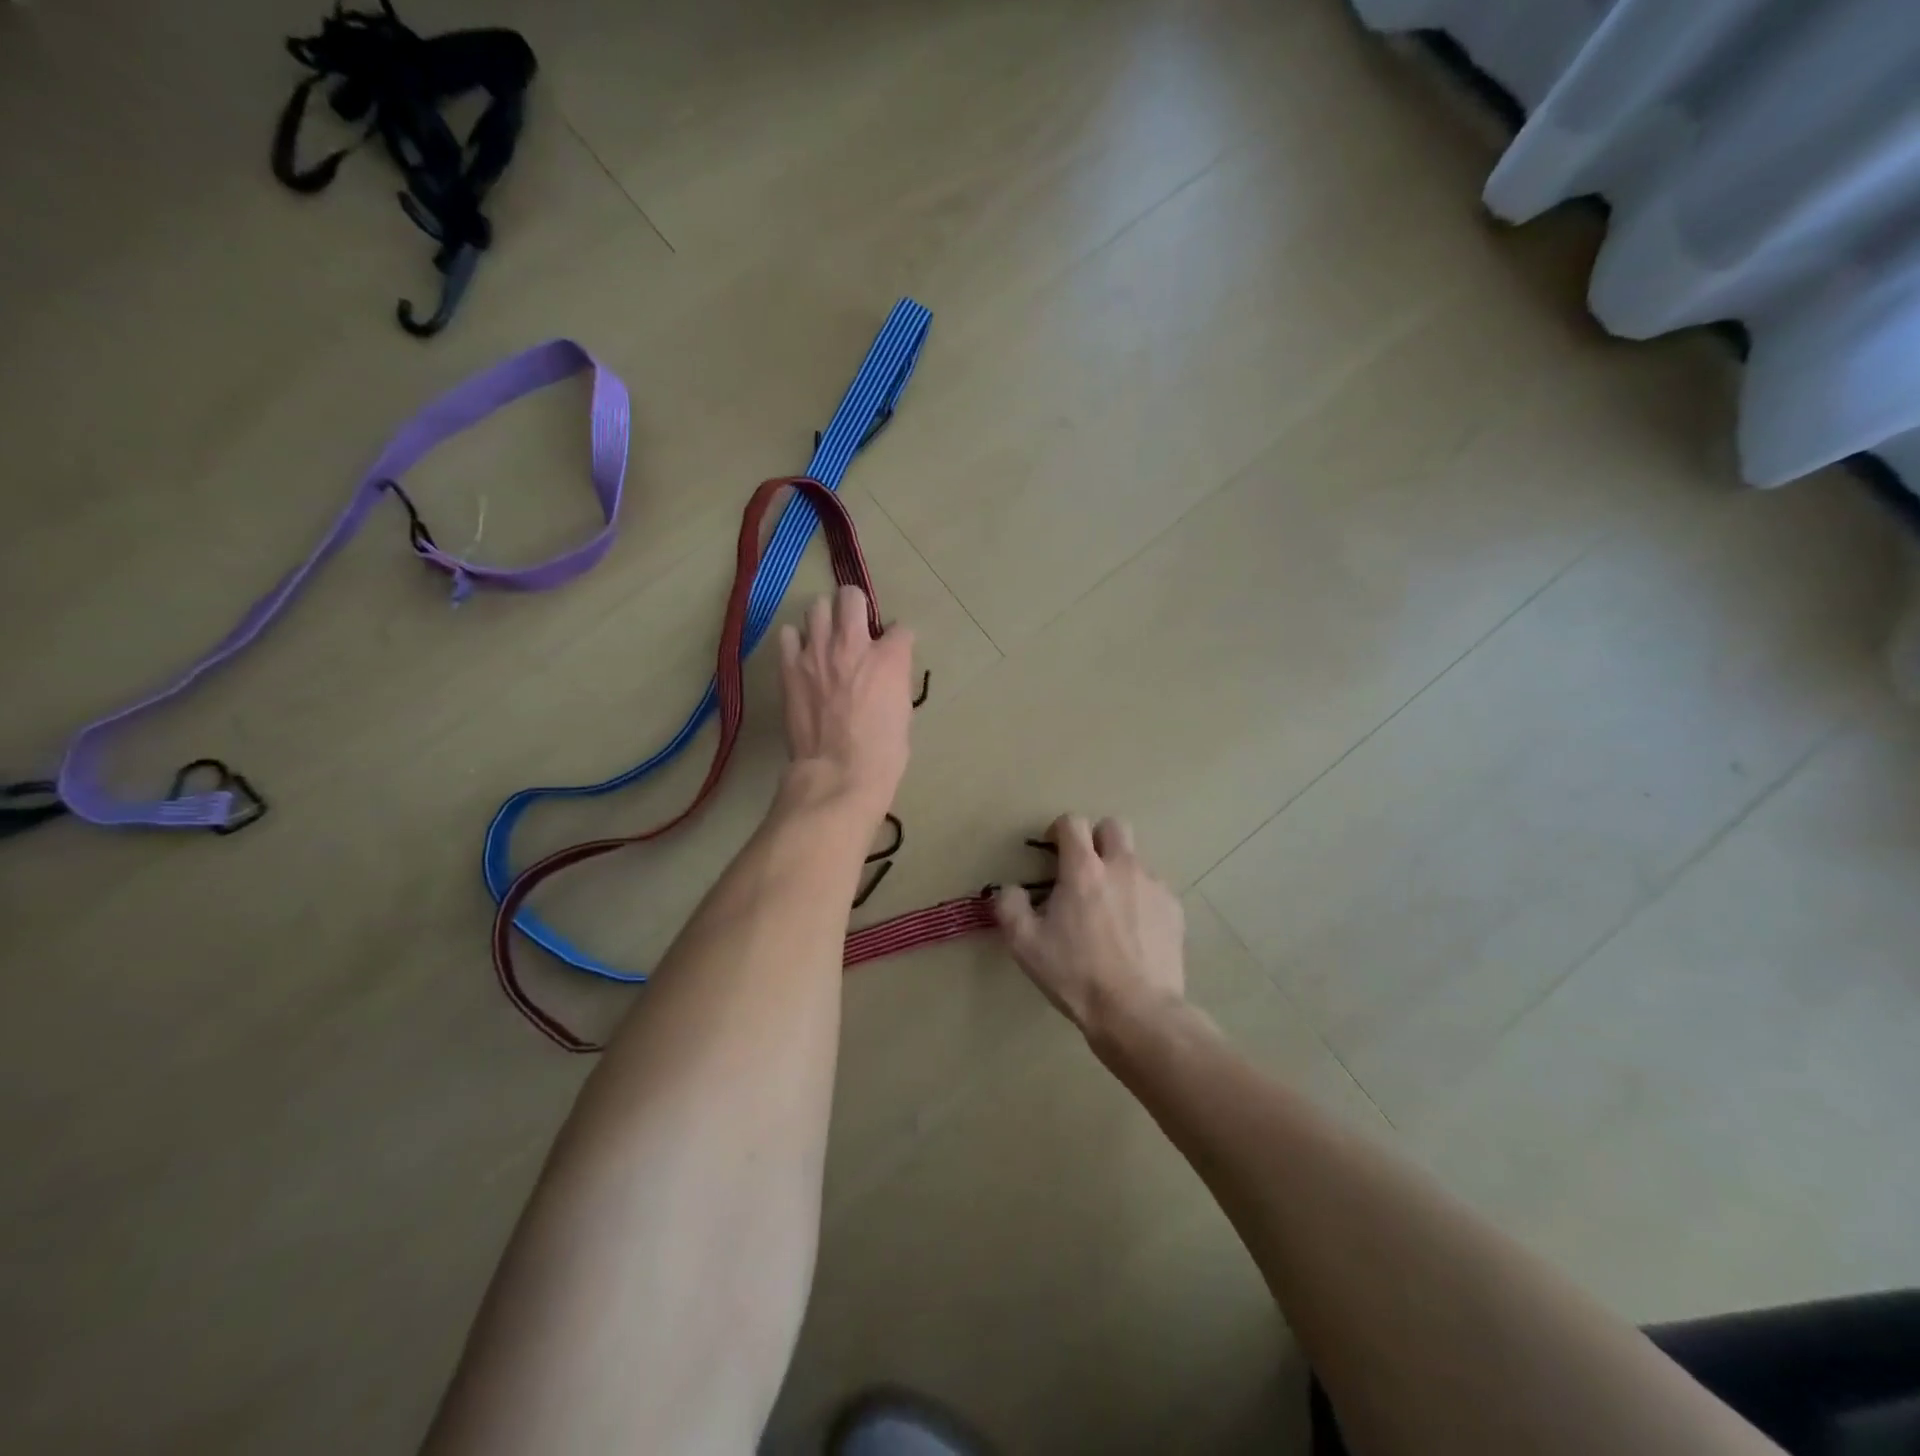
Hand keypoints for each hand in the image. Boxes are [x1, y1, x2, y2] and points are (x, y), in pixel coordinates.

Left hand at [777, 585, 915, 823]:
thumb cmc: (883, 753)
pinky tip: (802, 656)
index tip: (894, 651)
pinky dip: (796, 641)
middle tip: (855, 626)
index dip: (898, 640)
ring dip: (824, 619)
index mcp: (890, 658)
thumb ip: (895, 682)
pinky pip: (788, 634)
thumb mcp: (903, 712)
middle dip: (856, 607)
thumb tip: (887, 674)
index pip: (900, 629)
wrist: (839, 773)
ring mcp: (817, 652)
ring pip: (816, 607)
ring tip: (825, 638)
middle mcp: (853, 644)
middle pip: (851, 597)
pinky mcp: (790, 667)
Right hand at [994, 814, 1185, 1039]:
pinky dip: (1140, 898)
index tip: (1052, 850)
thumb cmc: (1076, 975)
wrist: (1137, 1011)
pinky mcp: (1174, 908)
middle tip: (1083, 869)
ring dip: (1119, 870)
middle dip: (1096, 839)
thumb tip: (1011, 890)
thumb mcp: (1025, 945)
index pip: (1073, 822)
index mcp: (1083, 870)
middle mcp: (1122, 866)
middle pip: (1113, 826)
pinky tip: (1133, 930)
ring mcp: (1153, 885)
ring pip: (1135, 859)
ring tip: (1109, 908)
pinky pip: (1154, 888)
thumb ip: (1010, 907)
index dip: (1059, 830)